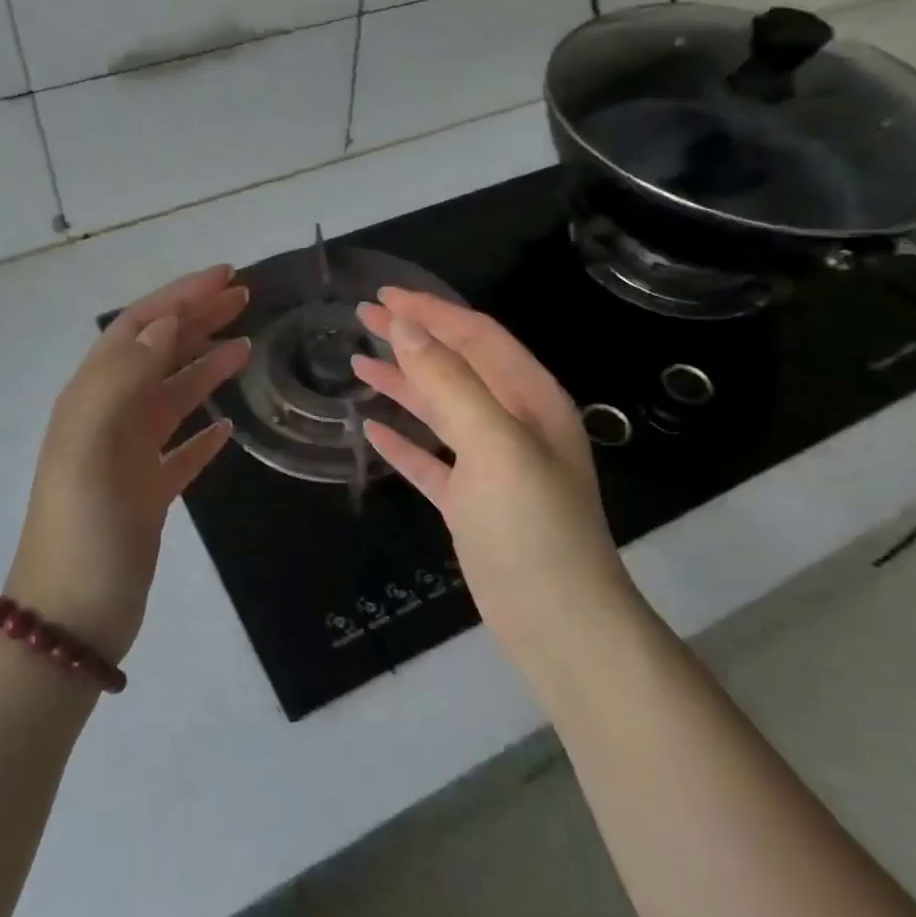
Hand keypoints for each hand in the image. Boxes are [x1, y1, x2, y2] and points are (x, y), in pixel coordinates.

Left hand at [5, 266, 251, 664]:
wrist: (72, 616)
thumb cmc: (83, 529)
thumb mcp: (90, 444)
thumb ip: (123, 378)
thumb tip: (165, 323)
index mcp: (91, 399)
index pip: (138, 329)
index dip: (180, 298)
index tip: (227, 278)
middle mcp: (108, 420)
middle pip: (157, 354)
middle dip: (197, 321)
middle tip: (244, 299)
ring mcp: (128, 458)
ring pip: (171, 397)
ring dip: (205, 367)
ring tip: (246, 349)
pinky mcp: (148, 494)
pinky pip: (180, 451)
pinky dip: (203, 433)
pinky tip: (227, 427)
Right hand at [353, 288, 633, 649]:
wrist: (557, 621)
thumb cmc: (532, 527)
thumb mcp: (495, 446)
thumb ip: (451, 385)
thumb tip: (408, 330)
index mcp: (531, 399)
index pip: (477, 337)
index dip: (431, 312)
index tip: (383, 296)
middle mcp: (513, 424)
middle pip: (456, 367)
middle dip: (413, 339)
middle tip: (363, 316)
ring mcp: (491, 465)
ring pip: (440, 411)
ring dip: (403, 384)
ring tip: (358, 362)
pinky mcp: (470, 502)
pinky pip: (430, 459)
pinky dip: (403, 441)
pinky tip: (372, 430)